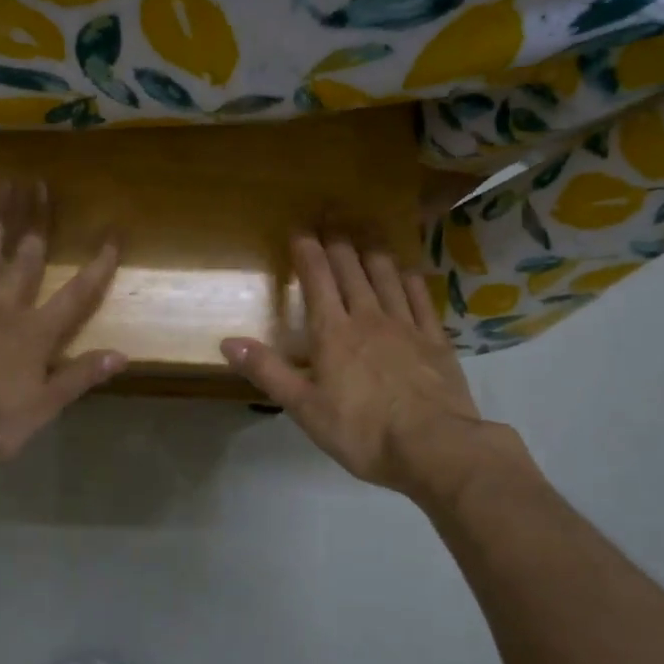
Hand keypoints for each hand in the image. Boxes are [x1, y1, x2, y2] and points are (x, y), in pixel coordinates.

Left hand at [0, 182, 124, 478]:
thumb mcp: (45, 407)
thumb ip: (81, 376)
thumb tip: (122, 355)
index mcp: (36, 334)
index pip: (76, 294)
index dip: (97, 265)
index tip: (112, 235)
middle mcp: (4, 310)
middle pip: (26, 260)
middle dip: (37, 223)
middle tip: (41, 185)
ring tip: (1, 188)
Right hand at [223, 235, 525, 501]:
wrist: (434, 447)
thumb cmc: (361, 431)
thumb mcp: (304, 408)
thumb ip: (268, 371)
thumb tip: (227, 342)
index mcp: (333, 332)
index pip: (316, 279)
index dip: (307, 251)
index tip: (300, 228)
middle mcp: (368, 317)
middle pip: (351, 269)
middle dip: (336, 240)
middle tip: (329, 216)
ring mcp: (406, 325)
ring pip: (385, 275)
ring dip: (372, 251)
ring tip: (365, 232)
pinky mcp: (435, 339)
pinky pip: (420, 298)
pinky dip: (409, 279)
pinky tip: (406, 271)